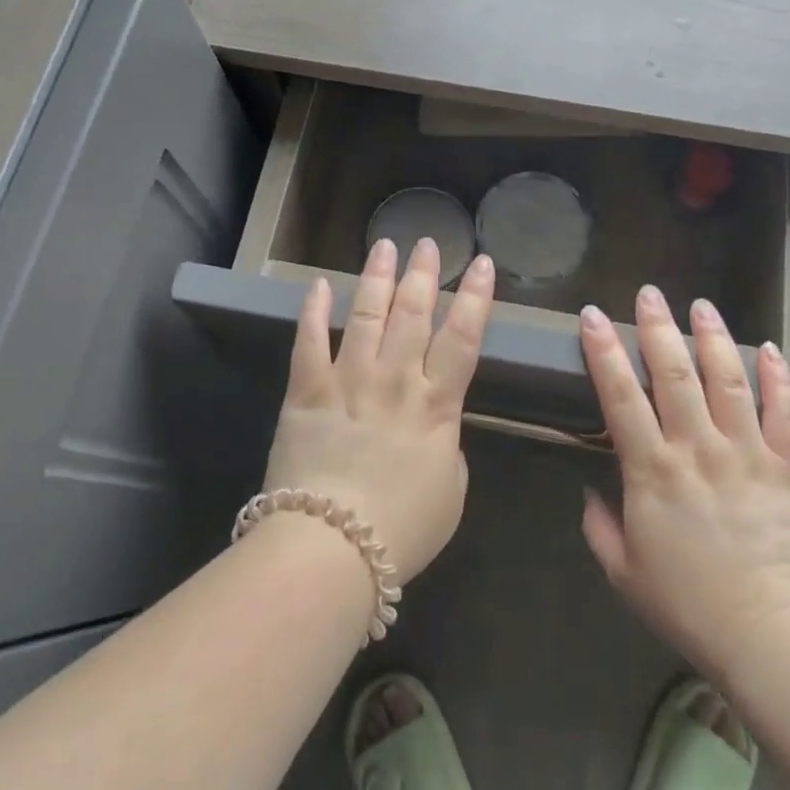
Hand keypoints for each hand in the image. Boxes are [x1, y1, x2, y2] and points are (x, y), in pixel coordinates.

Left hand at [261, 237, 494, 584]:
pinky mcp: (306, 392)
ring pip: (366, 315)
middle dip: (423, 274)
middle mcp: (395, 380)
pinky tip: (319, 285)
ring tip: (384, 246)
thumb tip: (436, 427)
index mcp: (437, 404)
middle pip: (413, 314)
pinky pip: (309, 342)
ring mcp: (348, 381)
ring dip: (376, 278)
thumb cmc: (403, 528)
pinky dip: (313, 311)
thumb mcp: (451, 491)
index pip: (464, 337)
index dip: (476, 297)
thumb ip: (448, 446)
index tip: (483, 263)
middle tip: (428, 242)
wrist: (333, 547)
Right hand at [578, 286, 789, 681]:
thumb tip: (590, 490)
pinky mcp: (786, 466)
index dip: (603, 351)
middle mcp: (697, 448)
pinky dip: (778, 378)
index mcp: (652, 471)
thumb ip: (600, 527)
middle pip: (673, 374)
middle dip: (657, 328)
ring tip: (701, 305)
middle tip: (649, 293)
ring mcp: (745, 453)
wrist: (771, 635)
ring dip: (712, 338)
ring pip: (727, 380)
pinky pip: (783, 412)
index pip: (620, 396)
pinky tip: (769, 350)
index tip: (592, 316)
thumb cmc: (689, 606)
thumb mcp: (624, 573)